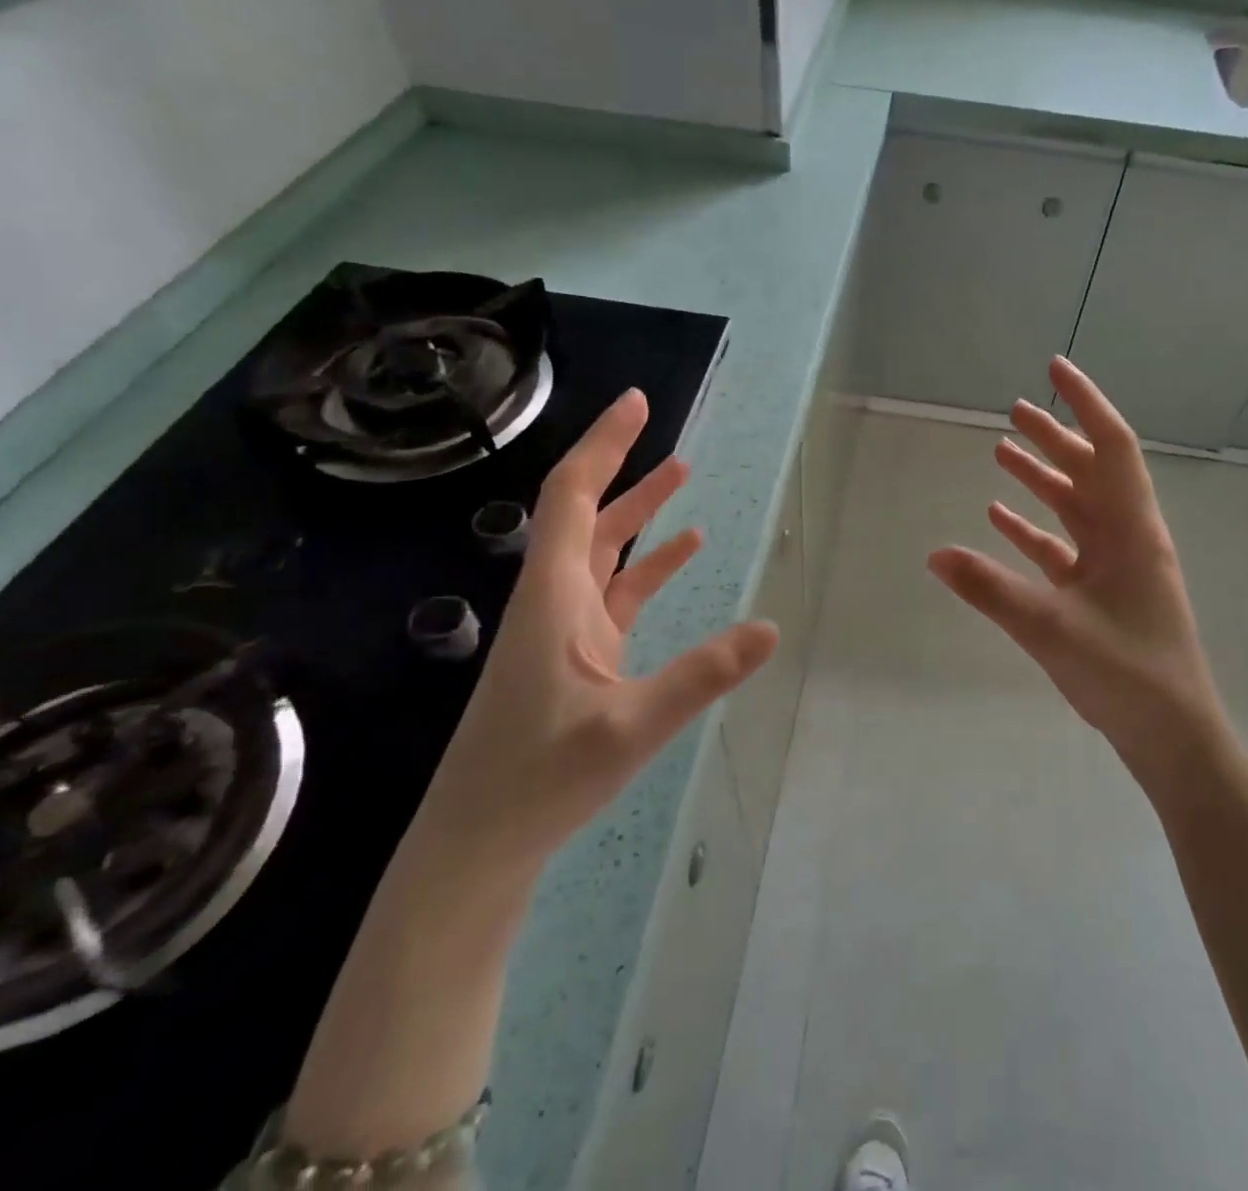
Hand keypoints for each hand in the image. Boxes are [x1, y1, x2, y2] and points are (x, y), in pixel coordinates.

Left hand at [413, 388, 777, 869]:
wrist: (477, 844)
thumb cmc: (537, 779)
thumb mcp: (629, 727)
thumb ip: (701, 675)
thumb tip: (771, 628)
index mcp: (553, 596)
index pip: (573, 496)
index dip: (604, 445)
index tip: (637, 404)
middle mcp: (554, 599)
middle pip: (587, 513)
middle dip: (624, 466)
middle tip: (664, 428)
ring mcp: (564, 628)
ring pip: (603, 550)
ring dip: (639, 512)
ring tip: (682, 474)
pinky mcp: (576, 655)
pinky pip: (616, 593)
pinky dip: (648, 566)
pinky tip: (683, 553)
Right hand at [928, 357, 1224, 791]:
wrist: (1173, 737)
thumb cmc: (1126, 673)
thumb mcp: (1051, 628)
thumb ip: (990, 589)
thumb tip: (934, 554)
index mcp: (1131, 529)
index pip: (1110, 446)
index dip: (1085, 402)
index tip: (1055, 368)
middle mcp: (1127, 537)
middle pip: (1089, 470)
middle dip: (1054, 436)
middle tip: (1015, 408)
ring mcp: (1115, 567)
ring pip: (1075, 507)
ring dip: (1041, 478)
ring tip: (1002, 452)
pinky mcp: (1101, 595)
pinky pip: (1063, 548)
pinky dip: (1033, 530)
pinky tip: (1000, 519)